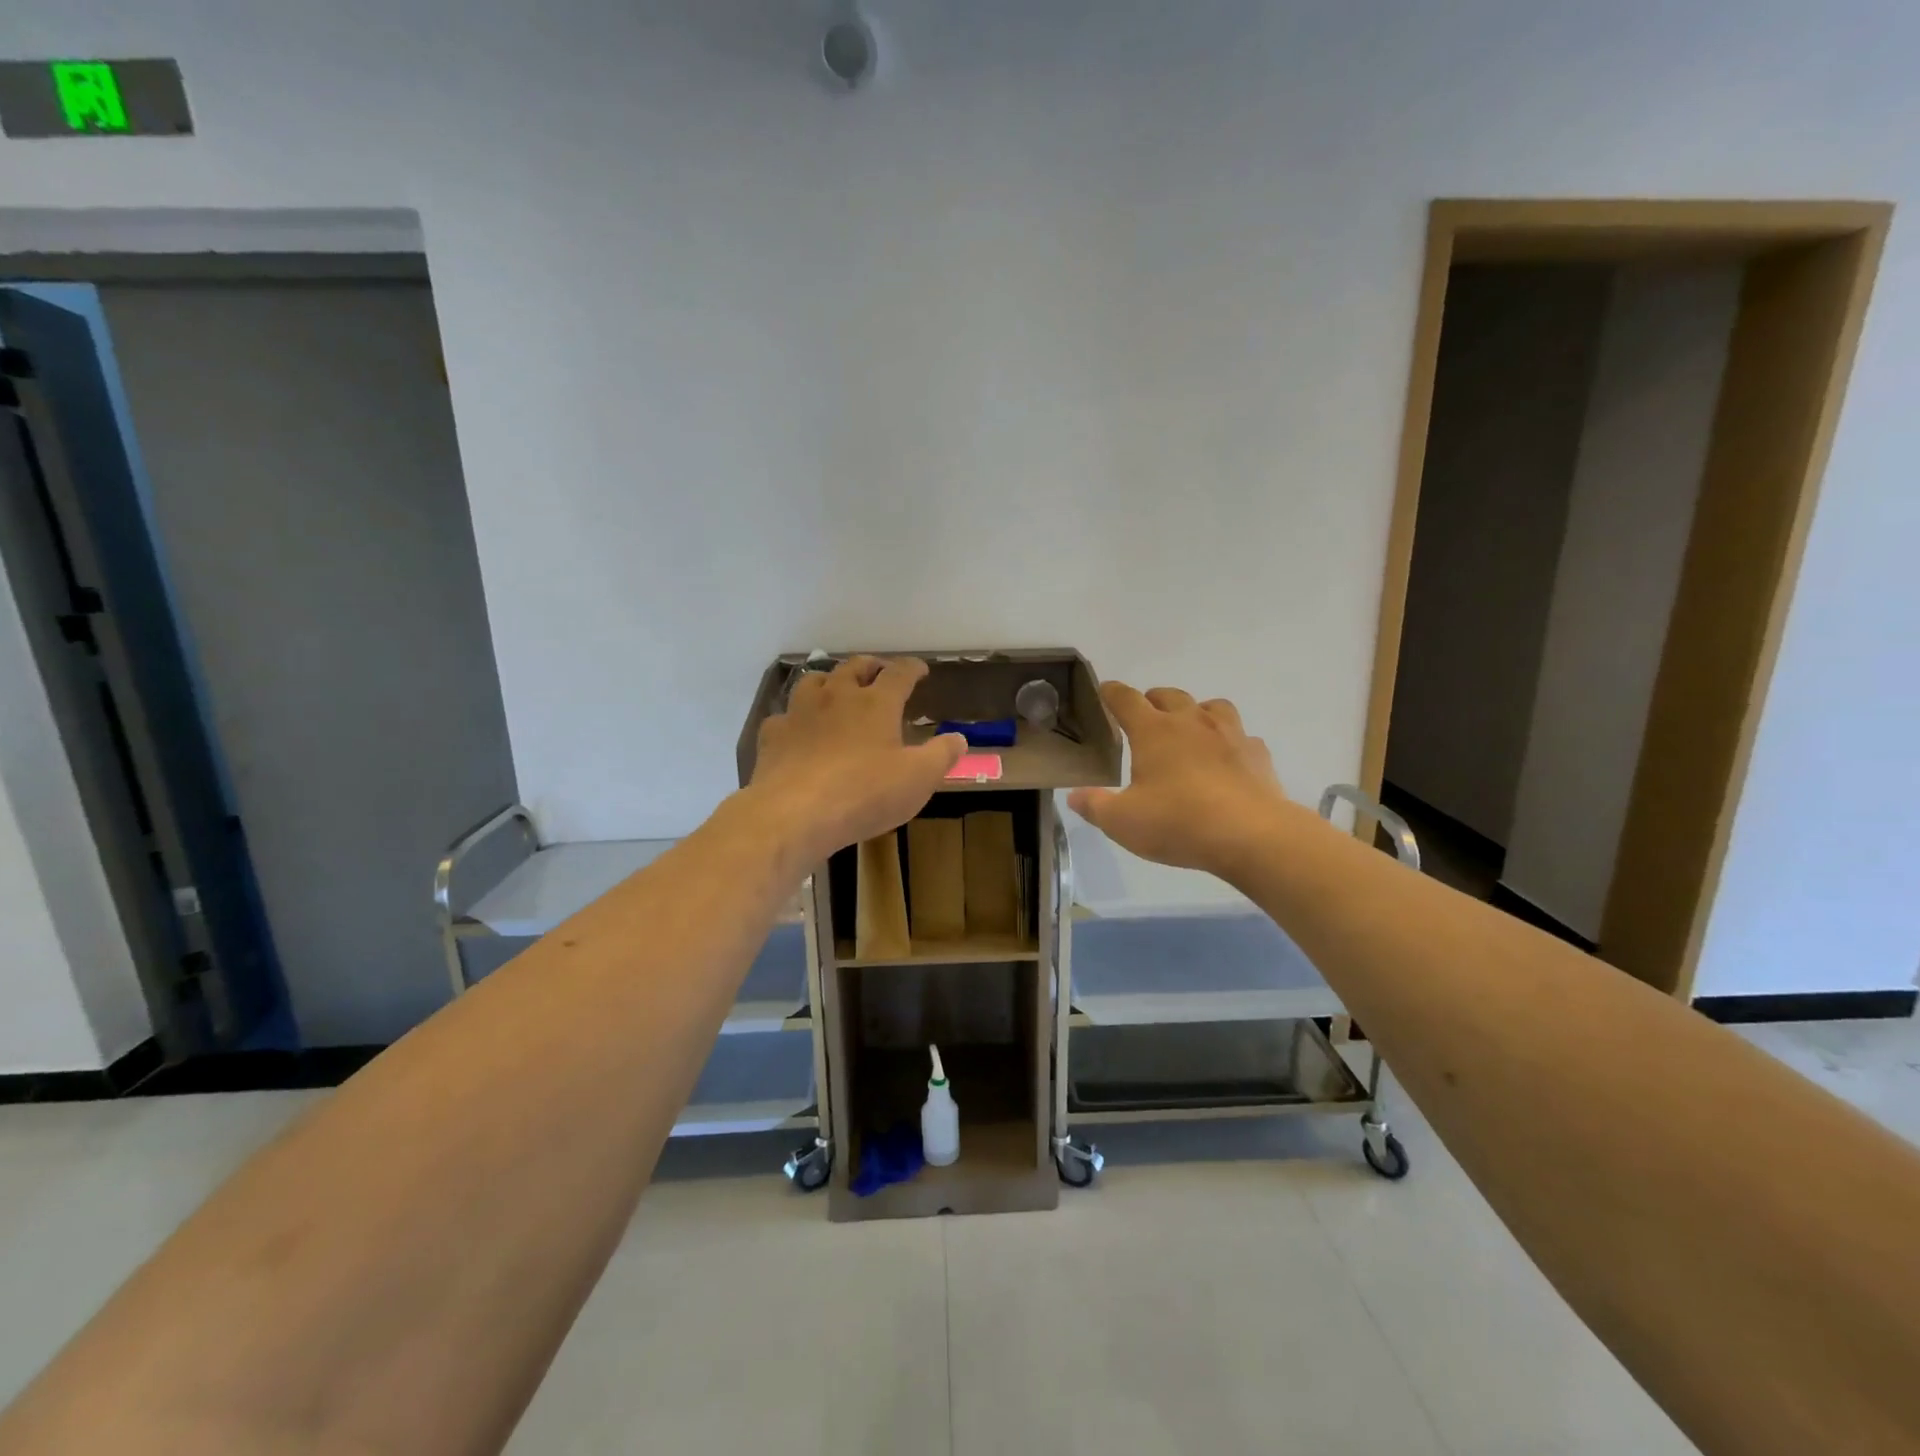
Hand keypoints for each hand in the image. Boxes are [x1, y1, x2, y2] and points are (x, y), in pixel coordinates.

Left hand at [750, 656, 966, 864]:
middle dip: (871, 666)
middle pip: (854, 667)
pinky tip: (798, 729)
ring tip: (837, 689)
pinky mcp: (773, 736)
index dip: (912, 668)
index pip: (899, 673)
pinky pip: (785, 716)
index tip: (921, 670)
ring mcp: (800, 713)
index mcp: (876, 703)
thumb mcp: (918, 779)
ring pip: (814, 681)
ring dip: (830, 681)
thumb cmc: (865, 794)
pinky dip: (795, 717)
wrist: (794, 814)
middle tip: (879, 671)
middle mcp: (837, 697)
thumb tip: (959, 738)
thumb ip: (941, 755)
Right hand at [1067, 683, 1289, 877]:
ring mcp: (1230, 734)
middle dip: (1153, 700)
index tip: (1104, 691)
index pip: (1126, 699)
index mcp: (1153, 731)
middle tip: (1145, 717)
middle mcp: (1191, 722)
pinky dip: (1231, 743)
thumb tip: (1075, 796)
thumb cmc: (1178, 822)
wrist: (1251, 835)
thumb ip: (1095, 806)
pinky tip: (1228, 760)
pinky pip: (1242, 737)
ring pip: (1212, 706)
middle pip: (1169, 695)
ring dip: (1196, 712)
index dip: (1111, 693)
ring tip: (1190, 730)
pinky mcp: (1258, 754)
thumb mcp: (1122, 822)